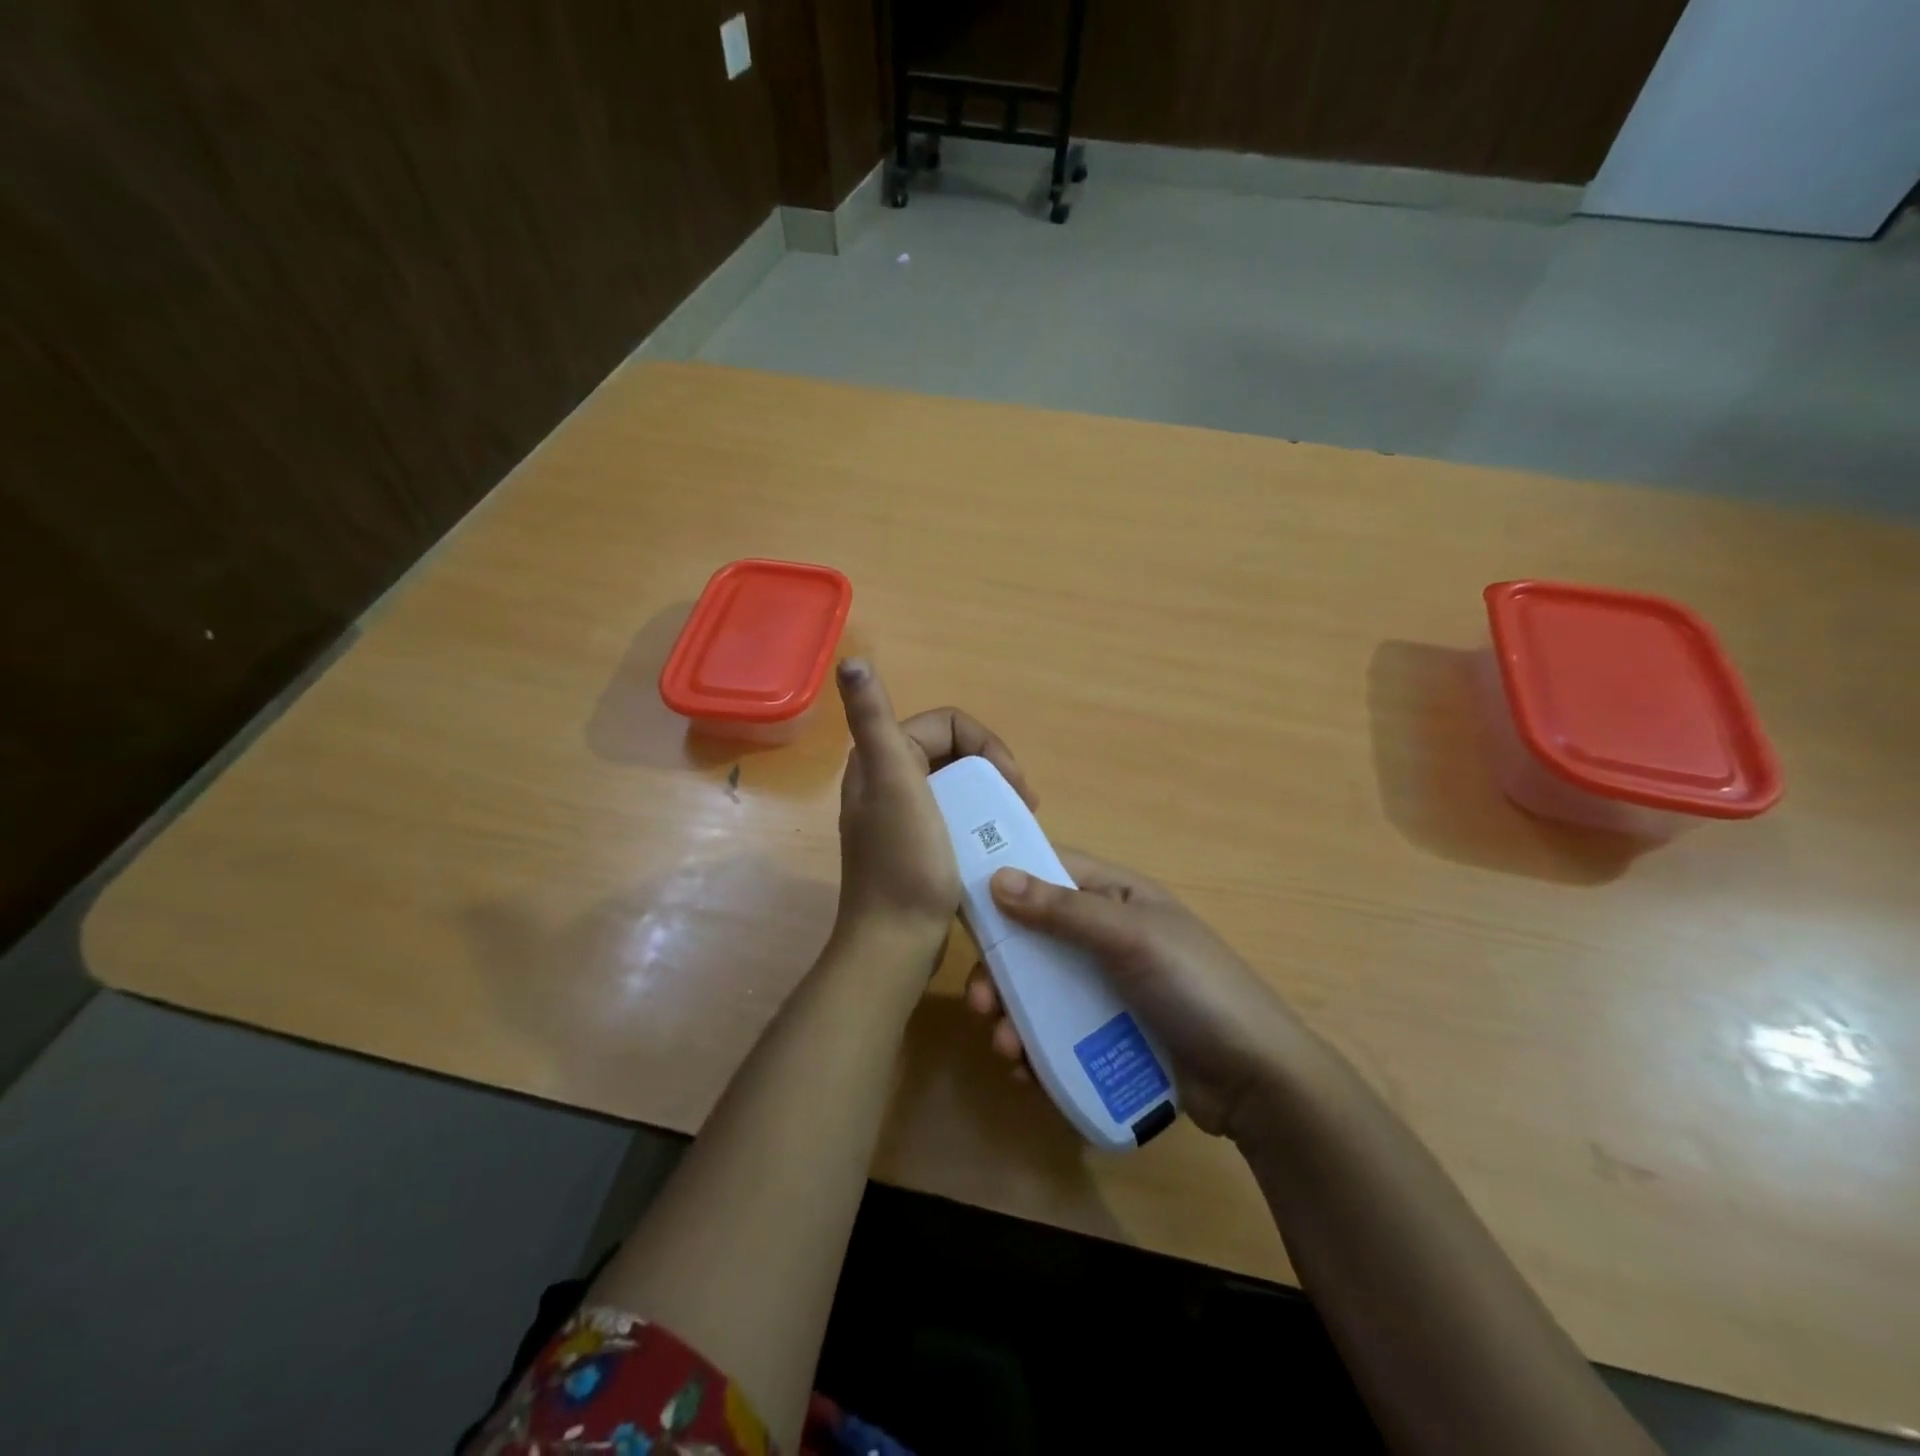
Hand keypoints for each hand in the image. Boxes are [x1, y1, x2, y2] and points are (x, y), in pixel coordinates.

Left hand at [833, 658, 1031, 956]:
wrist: (896, 942)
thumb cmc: (905, 862)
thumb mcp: (894, 783)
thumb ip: (873, 719)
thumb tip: (851, 661)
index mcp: (881, 758)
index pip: (948, 724)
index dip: (987, 745)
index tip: (1013, 783)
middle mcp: (886, 779)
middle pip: (955, 752)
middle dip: (993, 770)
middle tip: (1022, 803)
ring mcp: (901, 814)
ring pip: (957, 783)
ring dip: (990, 795)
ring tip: (1016, 821)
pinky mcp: (915, 844)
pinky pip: (954, 813)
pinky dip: (979, 819)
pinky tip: (993, 841)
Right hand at [965, 852, 1298, 1137]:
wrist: (1256, 1081)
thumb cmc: (1196, 989)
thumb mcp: (1130, 939)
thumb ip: (1064, 910)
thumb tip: (997, 877)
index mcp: (1116, 898)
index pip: (1049, 871)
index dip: (1006, 881)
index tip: (962, 905)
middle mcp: (1106, 936)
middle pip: (1034, 939)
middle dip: (1001, 969)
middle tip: (980, 1001)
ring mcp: (1106, 988)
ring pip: (1040, 990)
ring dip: (1013, 1015)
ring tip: (1007, 1049)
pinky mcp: (1108, 1034)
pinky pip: (1057, 1032)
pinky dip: (1035, 1048)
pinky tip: (1025, 1071)